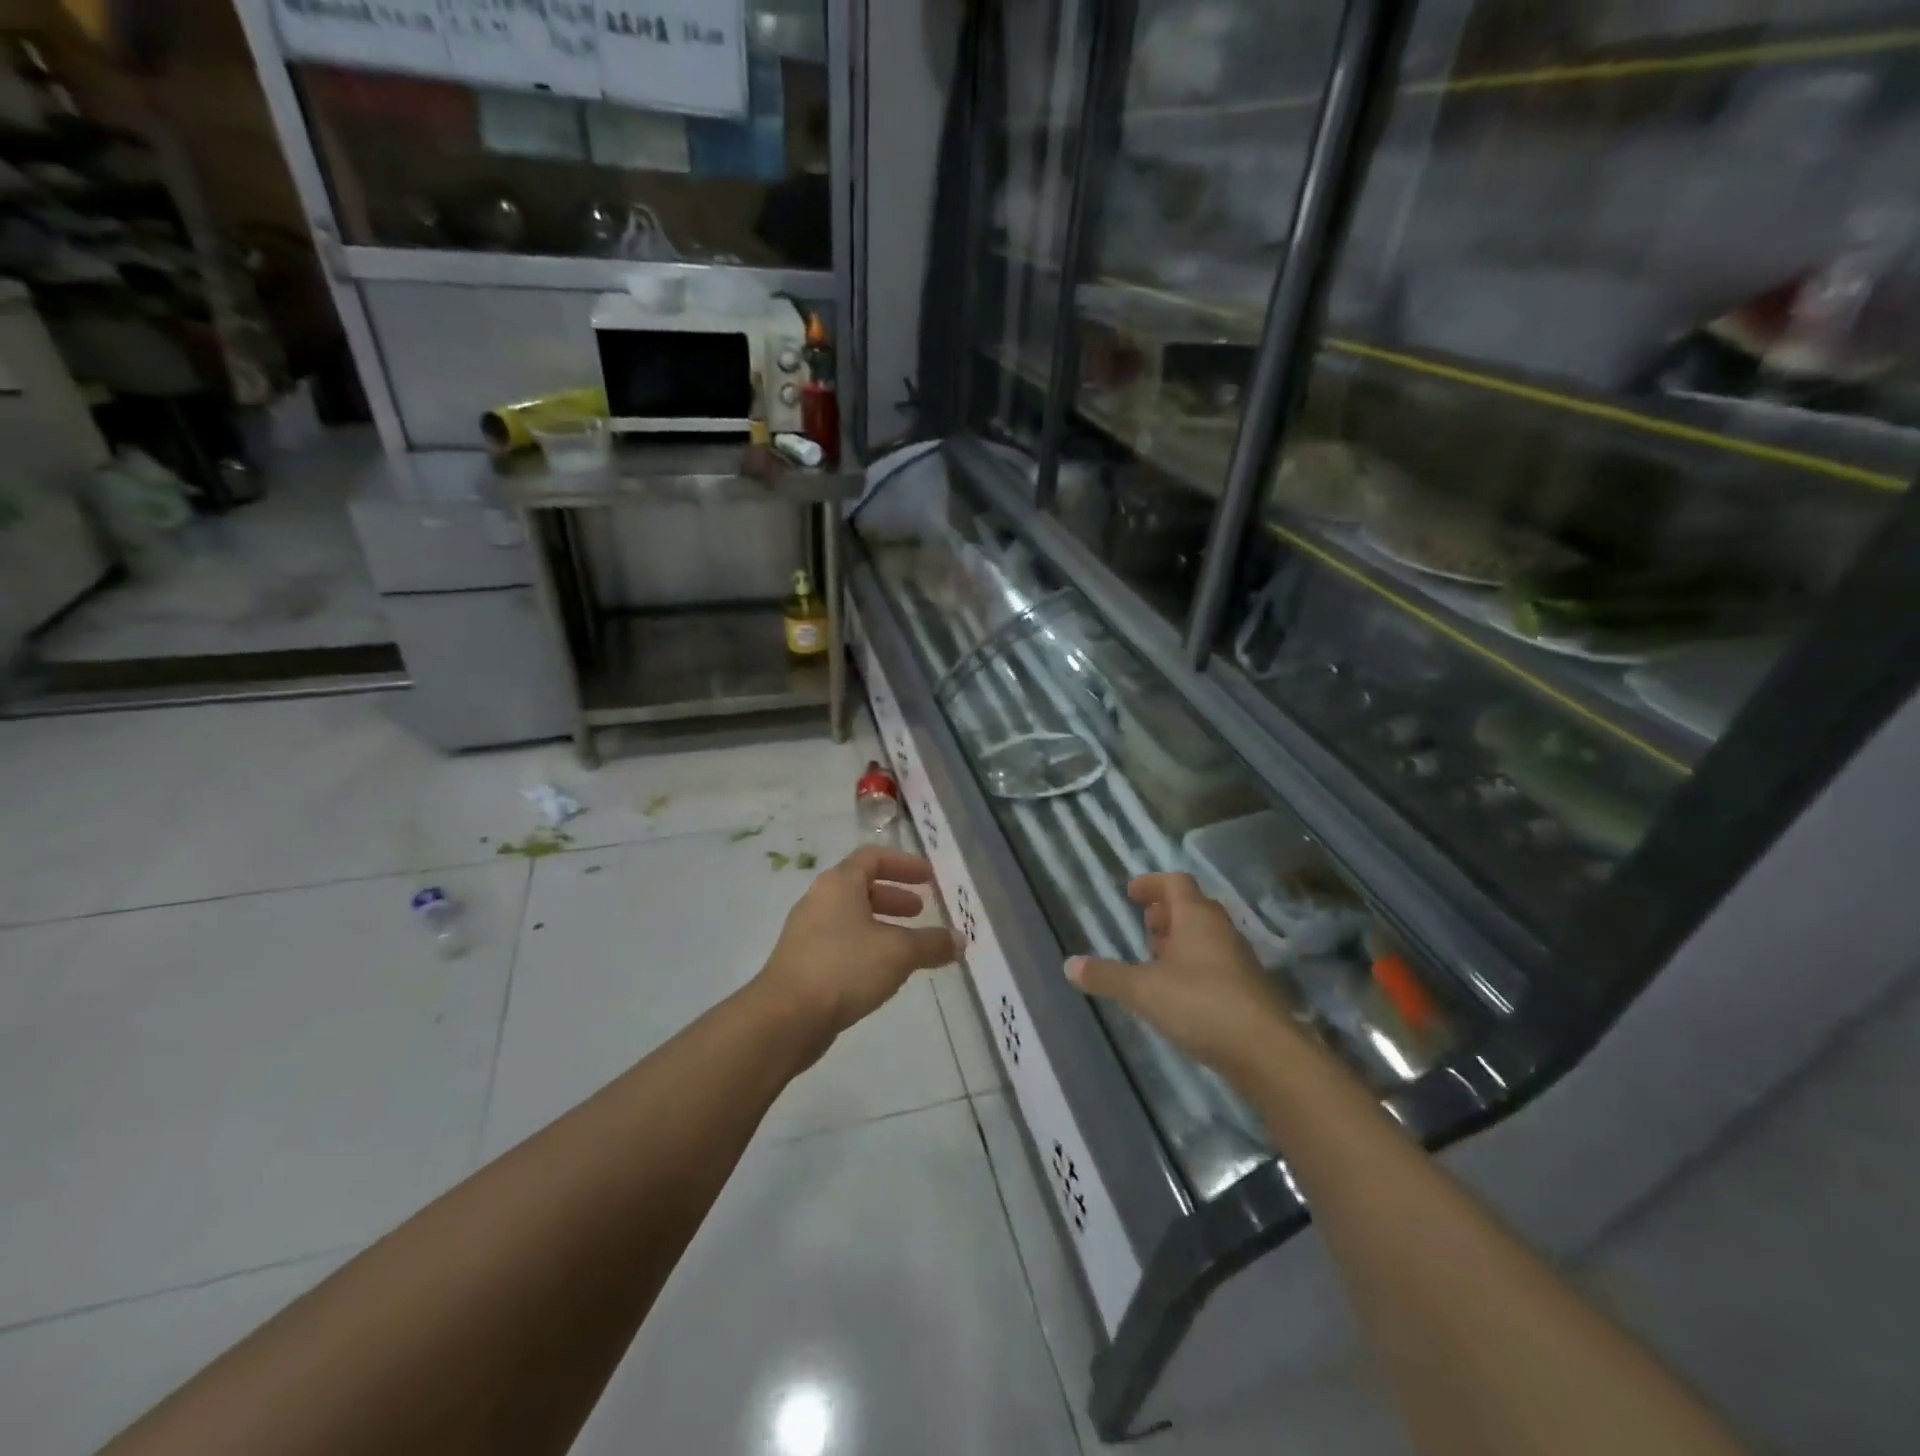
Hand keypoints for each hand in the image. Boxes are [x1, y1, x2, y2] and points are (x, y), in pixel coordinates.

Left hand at [757, 845, 961, 1044]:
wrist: (785, 1018)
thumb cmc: (844, 968)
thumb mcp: (899, 953)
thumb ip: (932, 943)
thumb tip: (960, 940)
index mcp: (839, 883)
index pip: (872, 857)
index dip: (903, 863)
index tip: (928, 877)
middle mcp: (819, 900)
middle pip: (860, 886)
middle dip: (894, 896)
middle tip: (920, 910)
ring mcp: (807, 932)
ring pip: (851, 917)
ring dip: (881, 924)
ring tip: (908, 945)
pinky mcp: (802, 962)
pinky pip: (841, 942)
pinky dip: (866, 946)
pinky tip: (883, 971)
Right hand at [1067, 873, 1296, 1077]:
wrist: (1266, 1052)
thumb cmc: (1201, 1004)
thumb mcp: (1143, 990)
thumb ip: (1106, 976)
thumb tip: (1069, 965)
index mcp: (1196, 917)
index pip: (1176, 883)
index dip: (1152, 884)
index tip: (1130, 893)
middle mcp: (1221, 930)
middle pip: (1193, 907)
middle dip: (1166, 913)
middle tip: (1144, 925)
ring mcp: (1239, 960)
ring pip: (1206, 936)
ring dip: (1180, 940)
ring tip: (1155, 959)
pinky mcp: (1248, 989)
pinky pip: (1216, 963)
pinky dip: (1194, 965)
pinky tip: (1178, 992)